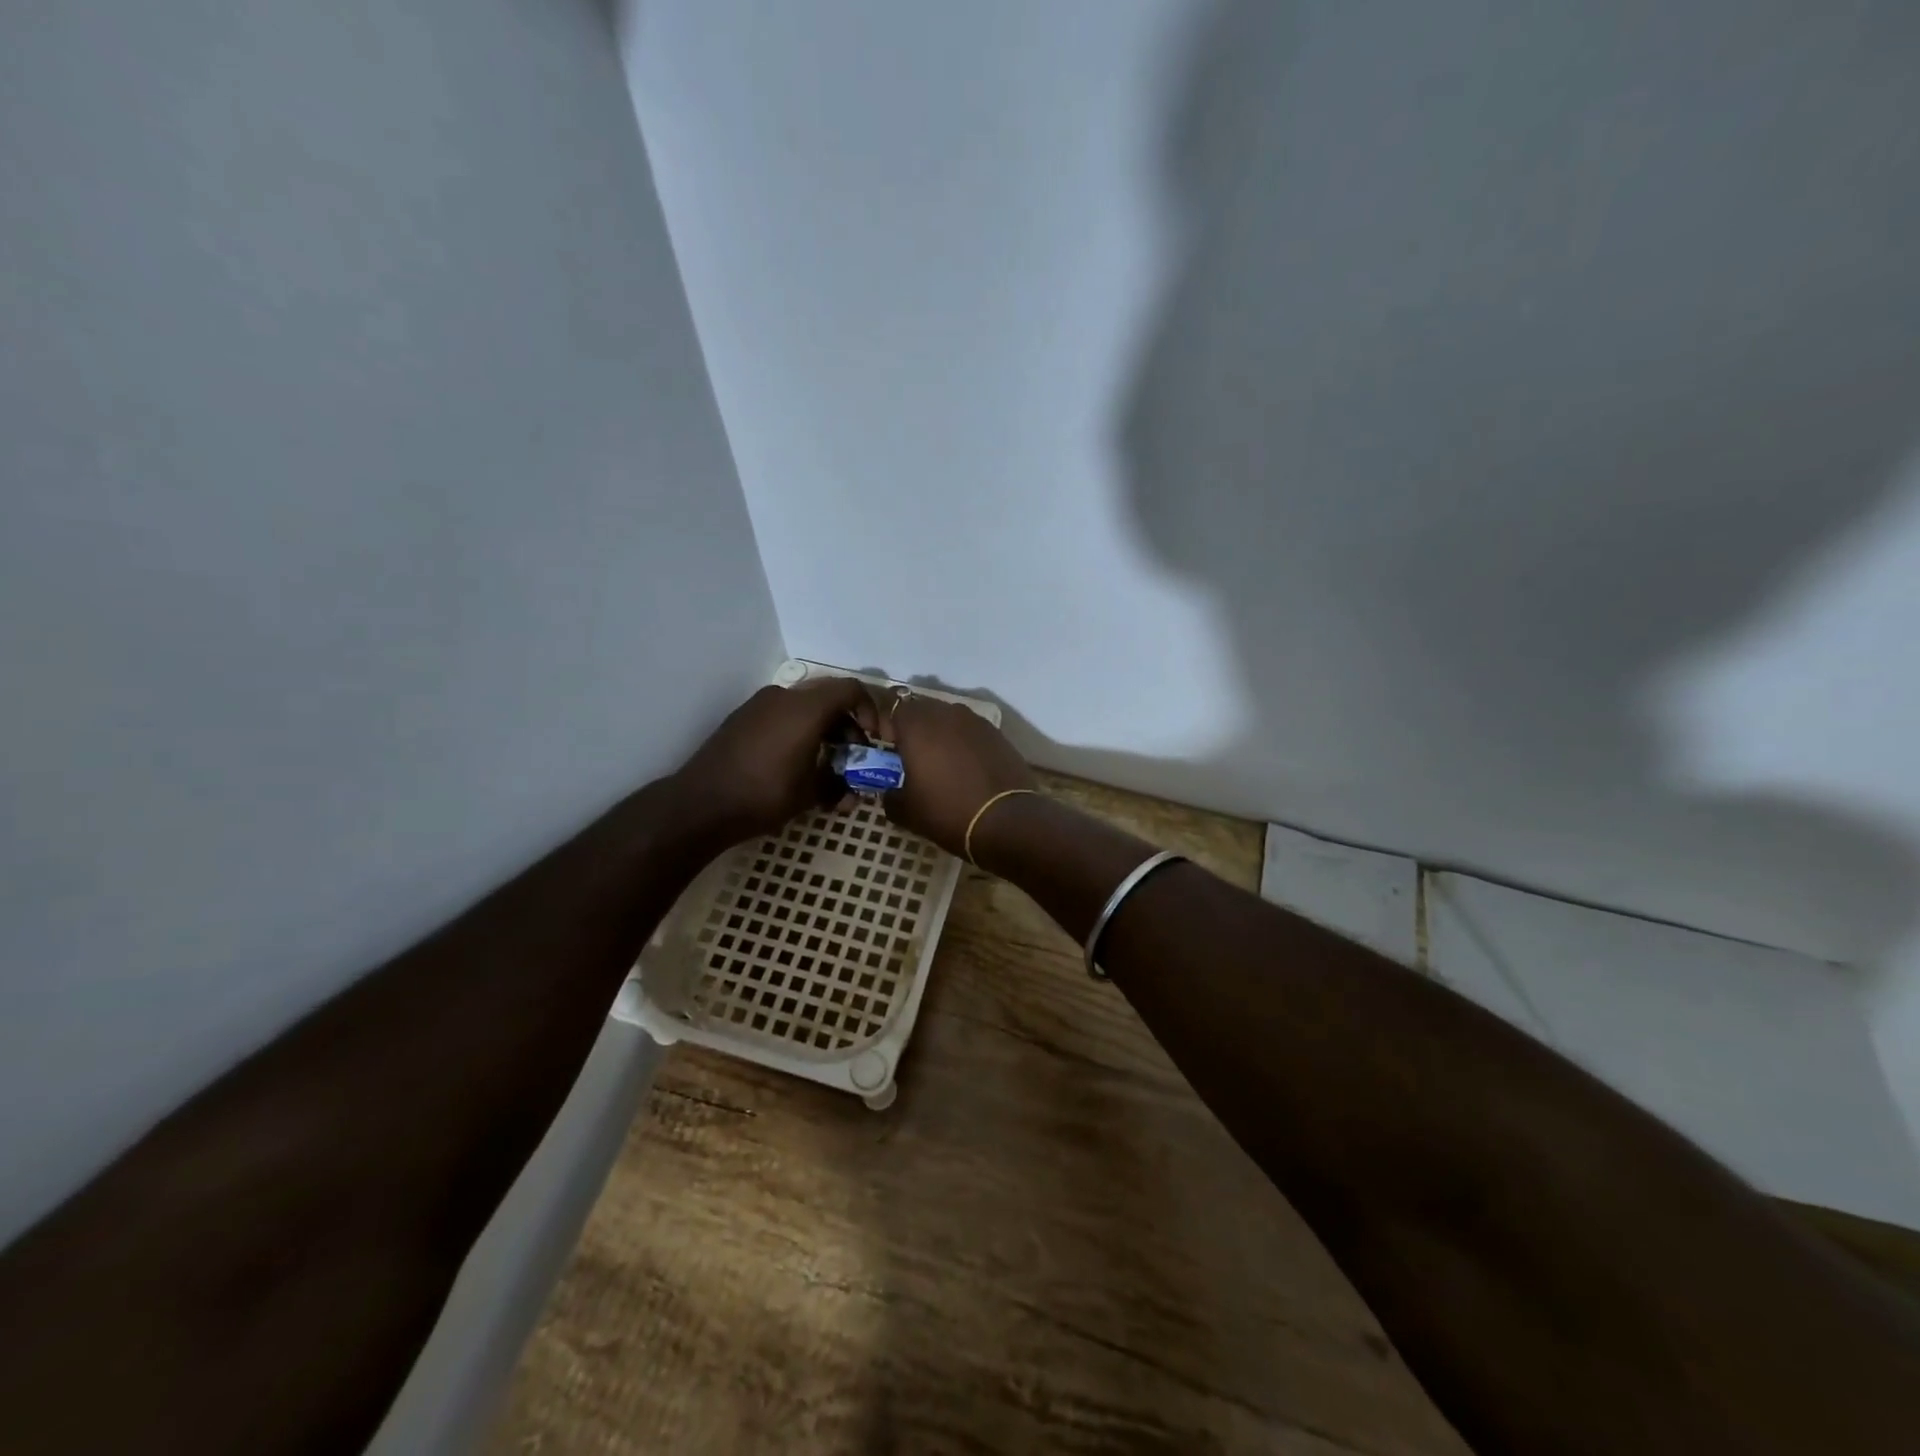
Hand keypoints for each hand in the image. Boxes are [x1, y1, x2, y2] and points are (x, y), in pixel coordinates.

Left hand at [671, 679, 877, 845]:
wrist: (700, 804)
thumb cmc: (764, 795)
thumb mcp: (811, 793)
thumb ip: (841, 785)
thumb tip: (855, 791)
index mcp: (806, 708)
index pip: (851, 690)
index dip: (870, 711)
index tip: (873, 740)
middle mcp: (783, 697)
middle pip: (828, 698)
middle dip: (848, 727)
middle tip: (853, 759)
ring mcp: (760, 705)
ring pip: (805, 708)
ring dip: (824, 732)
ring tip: (827, 767)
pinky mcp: (743, 719)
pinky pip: (783, 716)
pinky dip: (800, 732)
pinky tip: (798, 765)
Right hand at [882, 694, 1036, 856]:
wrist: (1006, 821)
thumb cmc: (947, 811)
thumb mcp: (906, 811)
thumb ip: (890, 795)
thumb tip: (892, 792)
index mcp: (918, 725)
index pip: (892, 709)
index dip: (887, 727)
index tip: (887, 749)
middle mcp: (946, 713)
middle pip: (922, 710)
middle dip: (914, 728)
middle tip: (912, 755)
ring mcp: (976, 721)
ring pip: (949, 719)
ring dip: (940, 734)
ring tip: (941, 762)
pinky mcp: (998, 735)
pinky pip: (971, 732)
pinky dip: (964, 744)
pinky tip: (967, 768)